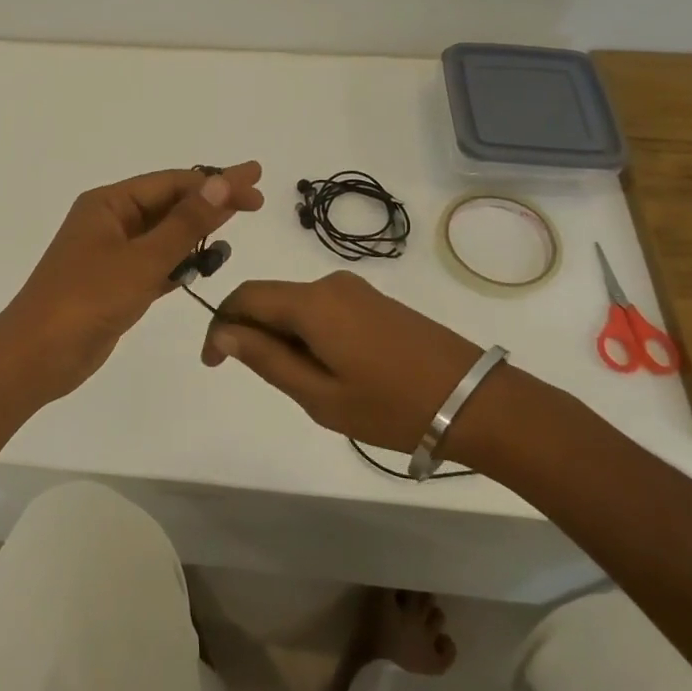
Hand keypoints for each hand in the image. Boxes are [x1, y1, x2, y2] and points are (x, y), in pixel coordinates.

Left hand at [0, 162, 264, 407]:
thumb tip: (222, 181)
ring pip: (164, 235)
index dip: (216, 180)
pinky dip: (181, 262)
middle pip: (169, 204)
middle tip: (257, 199)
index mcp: (108, 204)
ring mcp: (111, 255)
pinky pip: (156, 264)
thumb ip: (185, 223)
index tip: (256, 178)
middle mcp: (109, 222)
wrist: (37, 356)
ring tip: (236, 223)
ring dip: (197, 231)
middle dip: (211, 201)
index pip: (171, 183)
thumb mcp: (142, 259)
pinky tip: (207, 262)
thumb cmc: (87, 300)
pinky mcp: (116, 285)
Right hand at [200, 271, 485, 453]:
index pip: (244, 297)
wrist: (477, 401)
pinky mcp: (375, 301)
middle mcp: (329, 284)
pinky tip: (330, 369)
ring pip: (296, 305)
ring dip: (281, 335)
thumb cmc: (392, 406)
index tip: (214, 363)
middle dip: (250, 332)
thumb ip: (266, 359)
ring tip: (303, 383)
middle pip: (269, 298)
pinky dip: (308, 333)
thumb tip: (223, 332)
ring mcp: (356, 290)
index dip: (220, 325)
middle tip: (260, 379)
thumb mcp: (319, 395)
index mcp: (311, 303)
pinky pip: (322, 309)